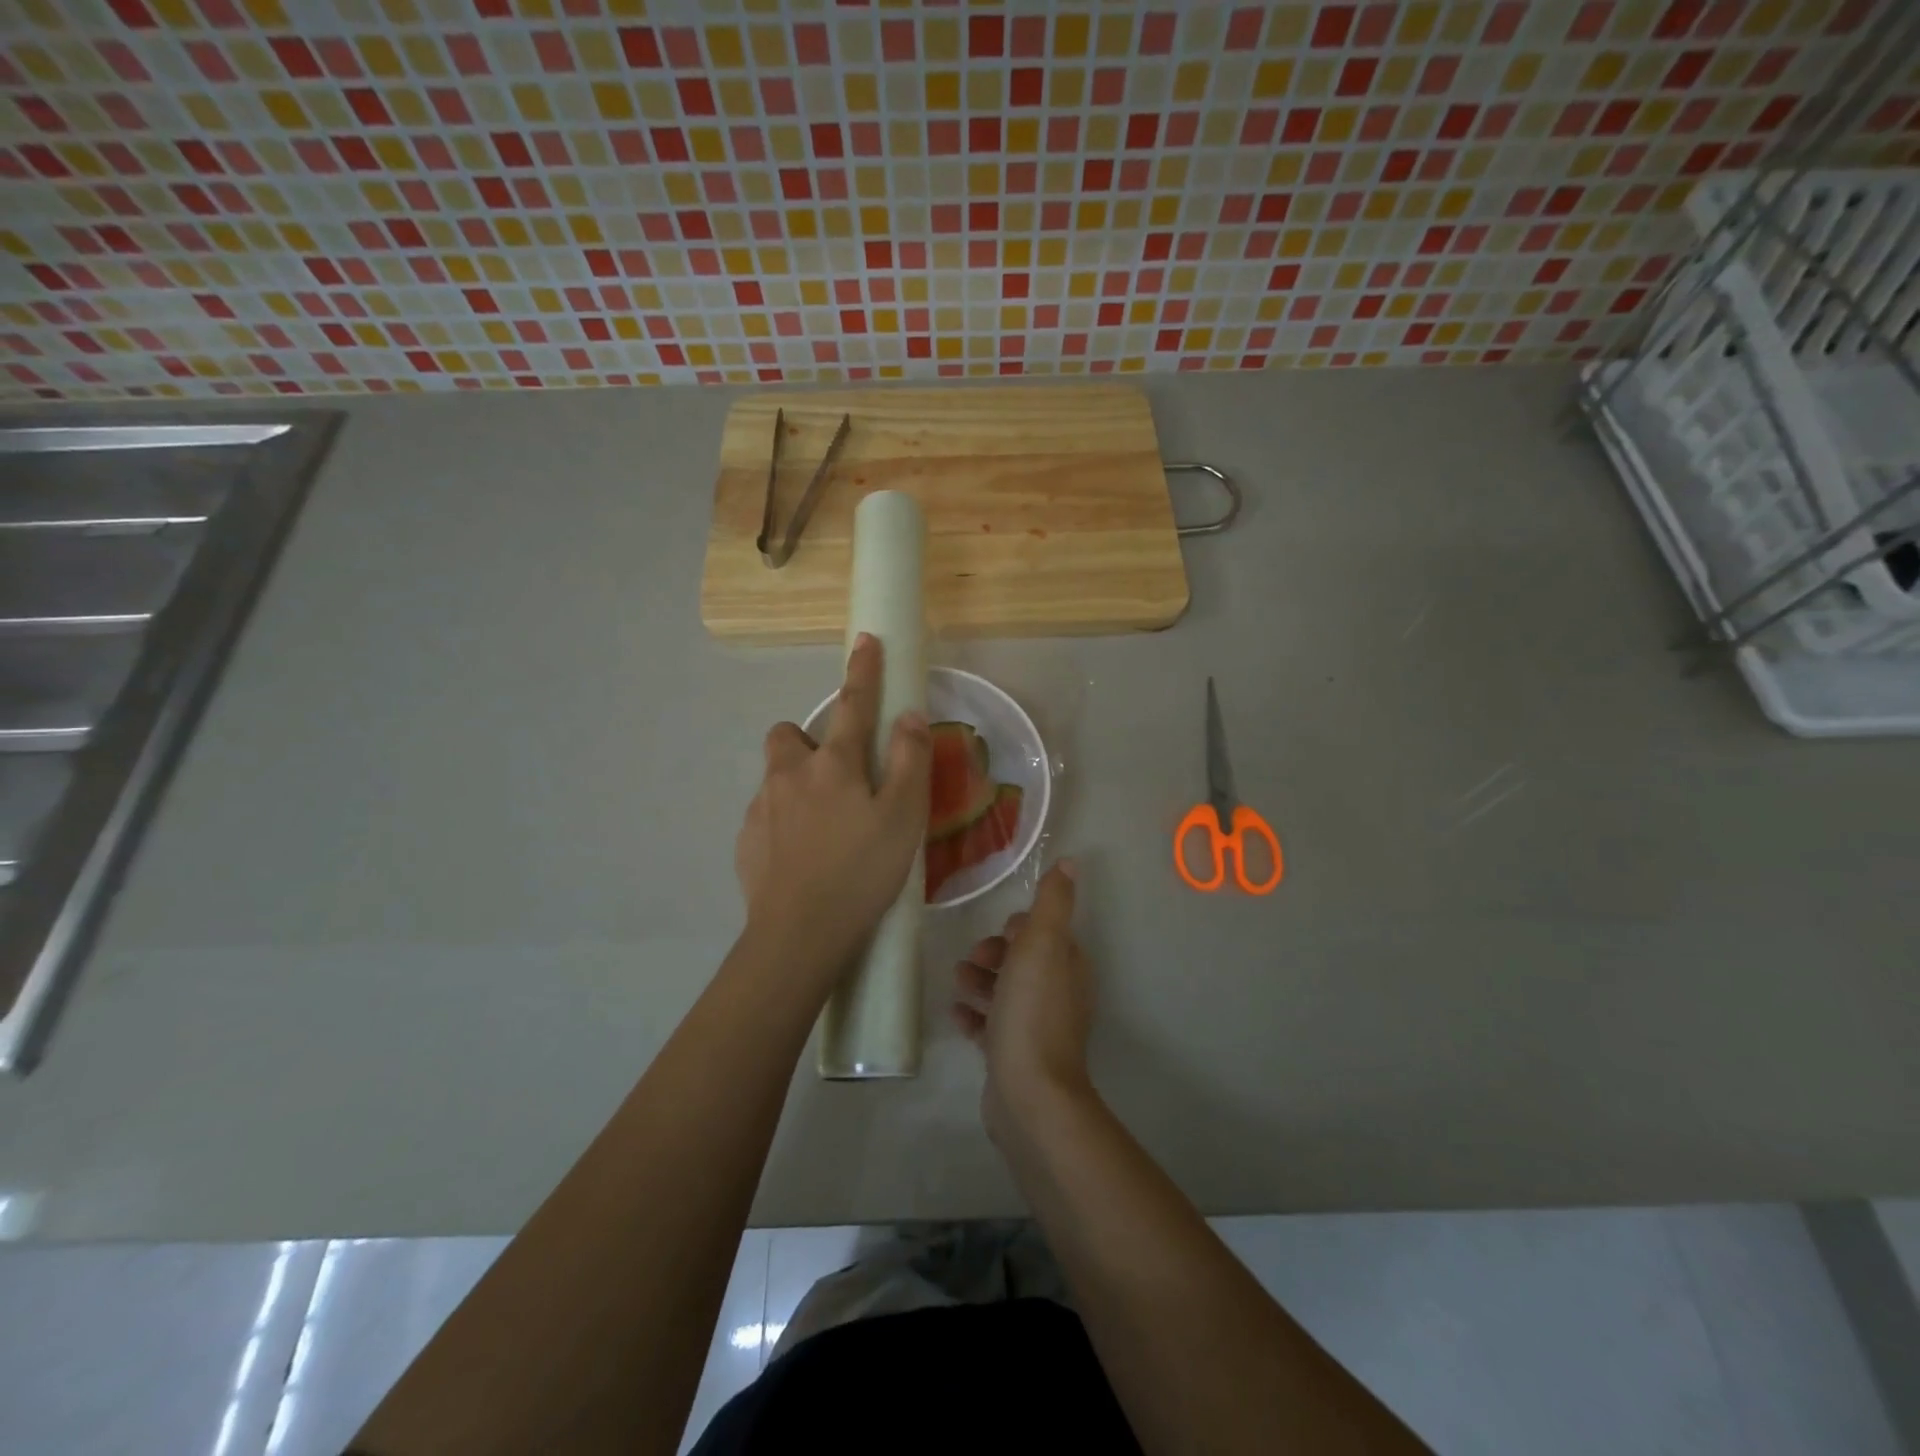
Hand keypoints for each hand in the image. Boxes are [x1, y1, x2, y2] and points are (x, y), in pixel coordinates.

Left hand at [734, 634, 930, 986]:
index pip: (854, 704)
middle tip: (837, 777)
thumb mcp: (904, 818)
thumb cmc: (861, 872)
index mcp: (834, 765)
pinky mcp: (745, 841)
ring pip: (776, 777)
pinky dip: (783, 822)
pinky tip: (803, 857)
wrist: (798, 935)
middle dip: (808, 741)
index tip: (866, 640)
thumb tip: (908, 716)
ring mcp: (761, 808)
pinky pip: (765, 815)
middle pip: (788, 735)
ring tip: (825, 827)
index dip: (864, 671)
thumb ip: (910, 761)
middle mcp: (790, 775)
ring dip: (796, 785)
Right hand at [950, 862, 1095, 1140]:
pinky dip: (974, 1017)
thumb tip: (1070, 862)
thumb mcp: (1042, 945)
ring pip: (1006, 993)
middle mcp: (1057, 994)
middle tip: (971, 960)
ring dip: (980, 982)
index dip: (1019, 929)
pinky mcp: (1015, 1056)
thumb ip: (1053, 903)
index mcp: (1067, 966)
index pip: (1045, 934)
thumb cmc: (1032, 1011)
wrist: (1030, 1094)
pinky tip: (957, 1015)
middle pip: (1022, 962)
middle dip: (994, 954)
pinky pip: (991, 1027)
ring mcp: (1037, 1028)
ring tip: (958, 984)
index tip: (999, 932)